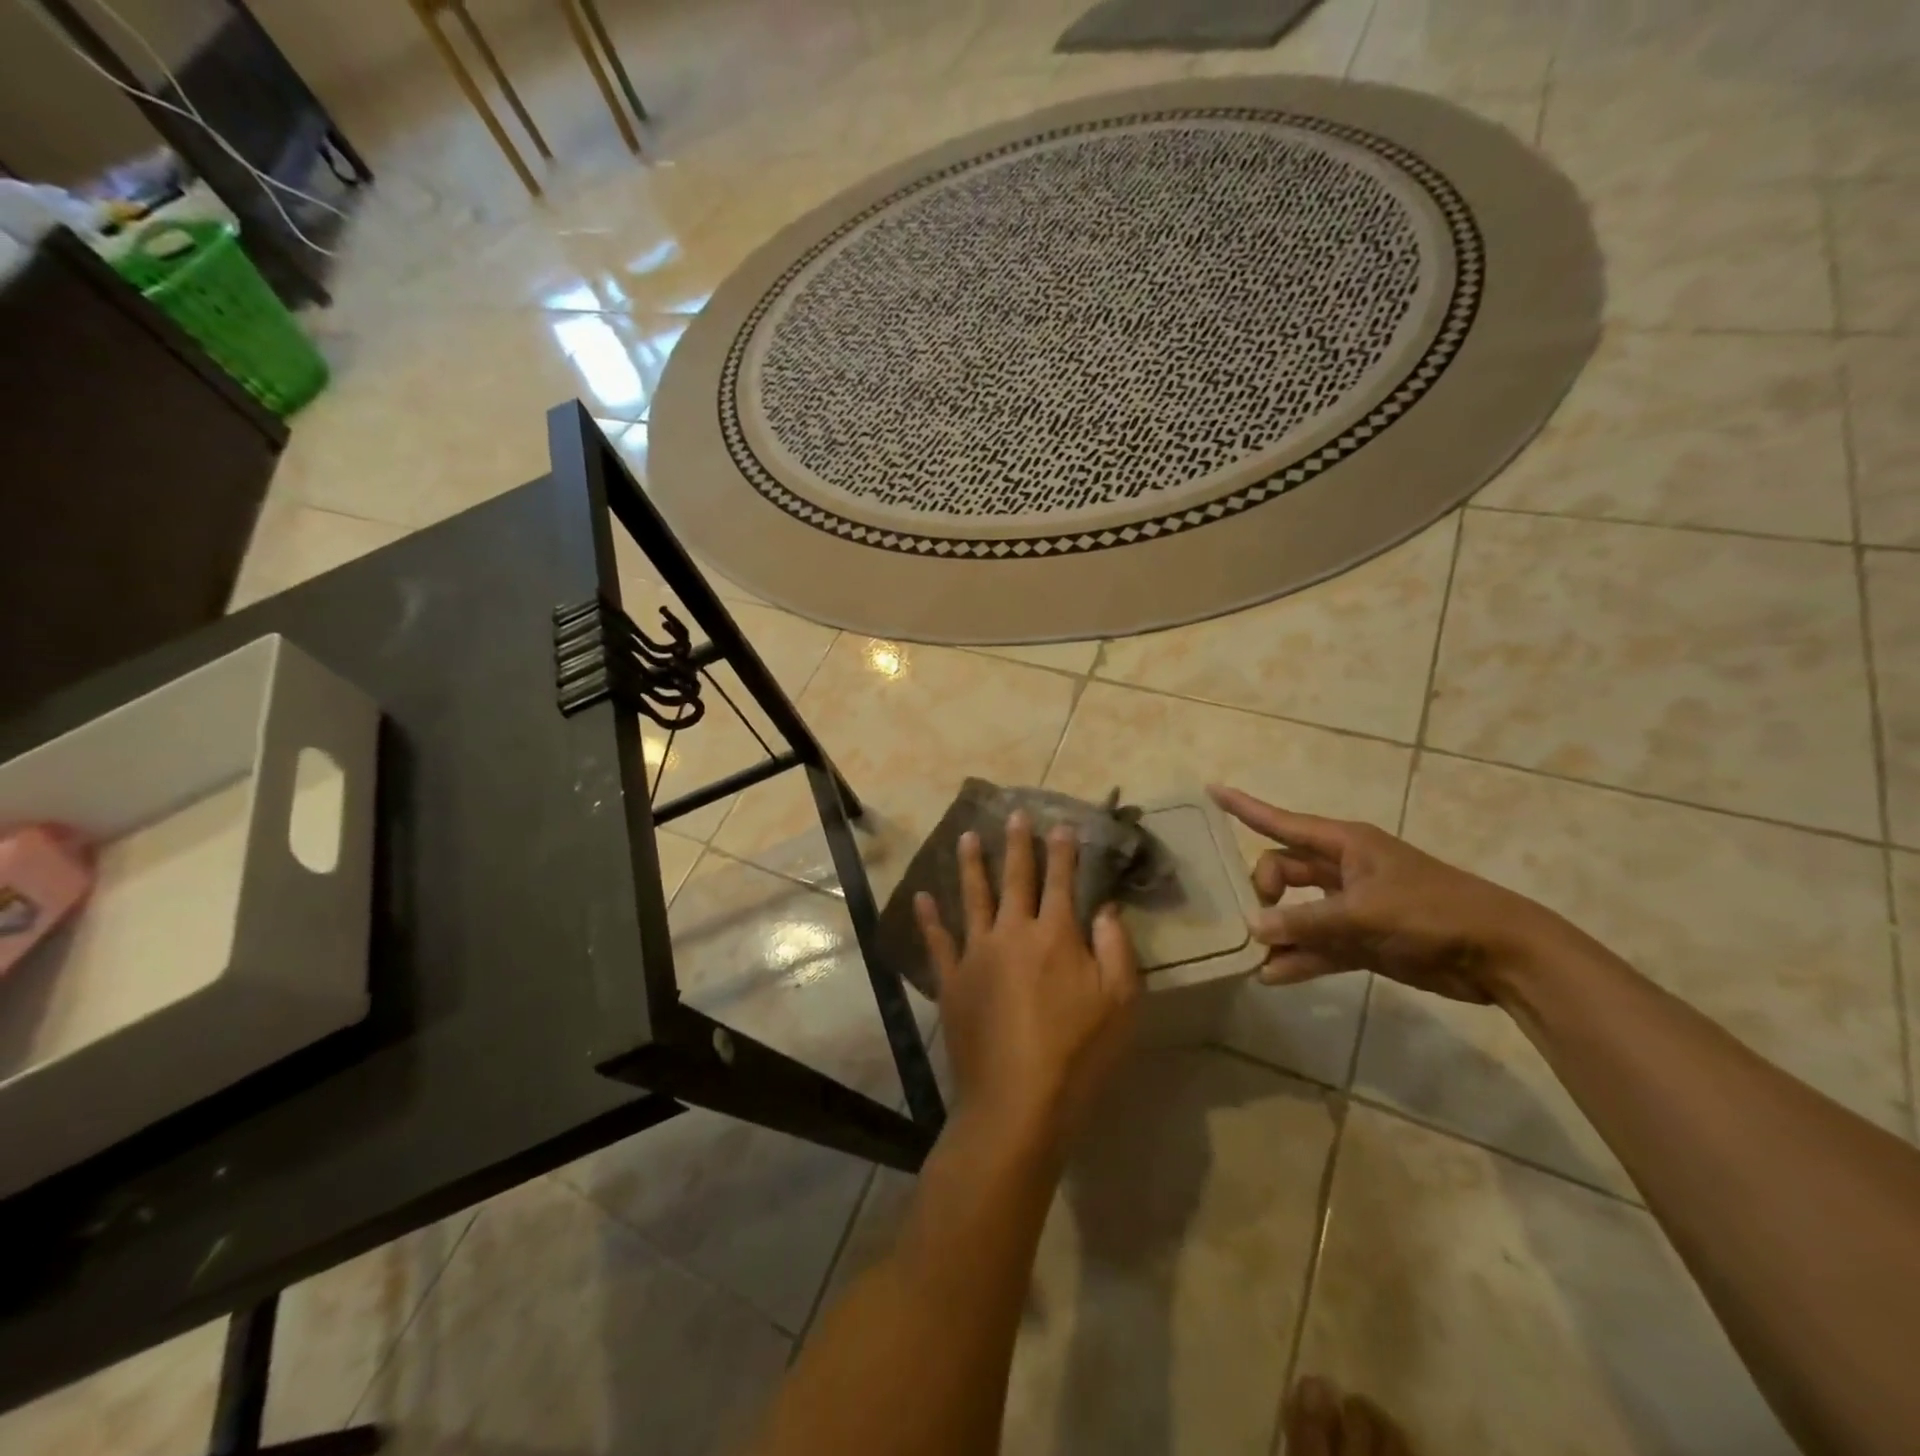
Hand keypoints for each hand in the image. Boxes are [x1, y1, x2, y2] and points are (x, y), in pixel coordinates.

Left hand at [916, 813, 1140, 1150]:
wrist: (1016, 1102)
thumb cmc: (1078, 1054)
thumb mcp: (1120, 1003)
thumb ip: (1116, 949)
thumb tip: (1104, 909)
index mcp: (1055, 936)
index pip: (1061, 881)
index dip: (1063, 851)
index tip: (1061, 824)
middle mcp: (1012, 933)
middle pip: (1016, 879)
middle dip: (1017, 845)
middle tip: (1014, 814)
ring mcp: (976, 955)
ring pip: (973, 898)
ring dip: (971, 865)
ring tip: (966, 837)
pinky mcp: (952, 981)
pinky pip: (938, 942)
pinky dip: (929, 918)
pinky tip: (922, 897)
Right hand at [1210, 785, 1579, 1005]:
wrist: (1500, 955)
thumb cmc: (1432, 912)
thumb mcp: (1364, 912)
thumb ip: (1306, 921)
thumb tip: (1254, 928)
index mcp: (1345, 845)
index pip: (1281, 822)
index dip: (1244, 807)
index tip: (1210, 791)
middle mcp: (1343, 871)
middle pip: (1284, 870)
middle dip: (1262, 888)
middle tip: (1254, 917)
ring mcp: (1352, 907)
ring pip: (1299, 912)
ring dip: (1277, 931)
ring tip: (1249, 952)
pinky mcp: (1363, 941)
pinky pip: (1318, 946)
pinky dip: (1298, 959)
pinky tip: (1272, 976)